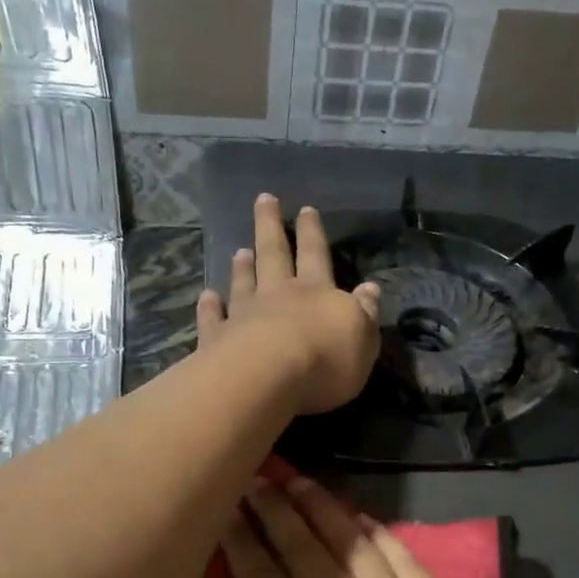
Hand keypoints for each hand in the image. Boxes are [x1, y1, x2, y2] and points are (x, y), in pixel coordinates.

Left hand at [196, 194, 380, 415]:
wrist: (267, 378)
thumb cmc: (325, 360)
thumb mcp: (362, 338)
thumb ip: (365, 312)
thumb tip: (370, 288)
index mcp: (316, 292)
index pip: (316, 255)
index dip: (312, 233)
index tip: (306, 209)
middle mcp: (278, 295)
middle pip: (274, 254)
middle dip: (270, 226)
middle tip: (264, 199)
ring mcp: (244, 315)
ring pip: (244, 283)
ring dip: (242, 267)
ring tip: (239, 250)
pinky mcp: (217, 339)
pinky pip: (213, 318)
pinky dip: (210, 306)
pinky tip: (207, 296)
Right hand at [218, 476, 530, 577]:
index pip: (261, 577)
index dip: (241, 540)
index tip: (225, 508)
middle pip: (301, 546)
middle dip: (274, 509)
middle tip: (255, 476)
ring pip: (348, 540)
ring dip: (320, 507)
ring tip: (298, 480)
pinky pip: (400, 554)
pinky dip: (376, 531)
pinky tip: (362, 518)